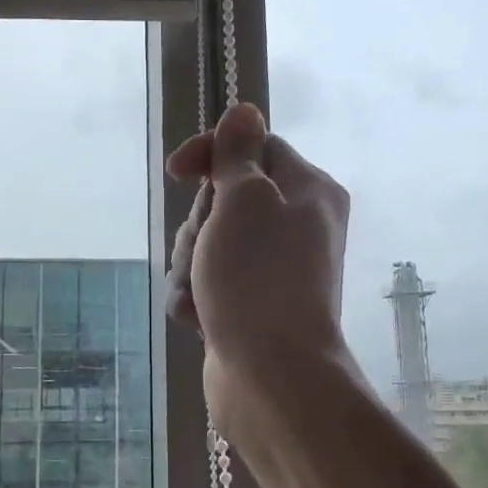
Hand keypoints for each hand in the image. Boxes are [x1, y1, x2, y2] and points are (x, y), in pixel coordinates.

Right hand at [165, 103, 352, 436]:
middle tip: (207, 249)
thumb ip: (239, 155)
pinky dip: (196, 298)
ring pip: (208, 245)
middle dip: (199, 225)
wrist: (271, 377)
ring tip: (201, 295)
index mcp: (308, 191)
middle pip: (225, 199)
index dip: (213, 154)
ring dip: (191, 266)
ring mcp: (271, 271)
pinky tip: (200, 319)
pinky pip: (208, 285)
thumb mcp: (245, 201)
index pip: (255, 148)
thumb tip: (245, 110)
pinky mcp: (248, 307)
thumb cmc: (258, 278)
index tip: (178, 173)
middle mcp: (296, 227)